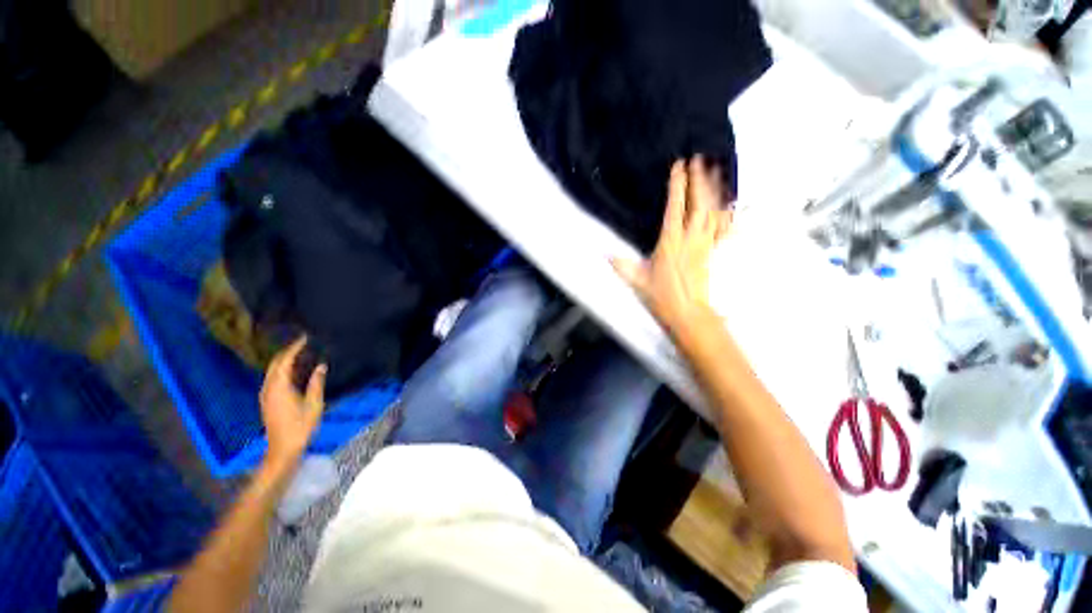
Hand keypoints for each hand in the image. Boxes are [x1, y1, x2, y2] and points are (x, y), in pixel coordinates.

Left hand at [259, 337, 326, 469]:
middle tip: (304, 343)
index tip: (305, 337)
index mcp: (279, 387)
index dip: (295, 348)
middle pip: (275, 364)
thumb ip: (316, 384)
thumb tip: (321, 366)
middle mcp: (268, 388)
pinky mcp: (267, 401)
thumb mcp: (314, 405)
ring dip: (284, 361)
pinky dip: (282, 370)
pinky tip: (294, 371)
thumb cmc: (301, 427)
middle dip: (288, 352)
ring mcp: (265, 395)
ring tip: (301, 354)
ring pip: (272, 371)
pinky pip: (273, 378)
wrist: (282, 449)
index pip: (285, 361)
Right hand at [613, 157, 731, 333]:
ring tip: (716, 168)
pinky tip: (728, 200)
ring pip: (713, 211)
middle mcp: (690, 239)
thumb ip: (621, 265)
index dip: (678, 185)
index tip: (679, 165)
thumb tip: (603, 254)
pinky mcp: (712, 251)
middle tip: (700, 158)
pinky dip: (726, 211)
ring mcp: (705, 244)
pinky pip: (722, 227)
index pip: (675, 208)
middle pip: (698, 203)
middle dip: (699, 179)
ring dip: (714, 189)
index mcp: (670, 243)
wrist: (689, 313)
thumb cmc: (662, 297)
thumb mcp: (637, 281)